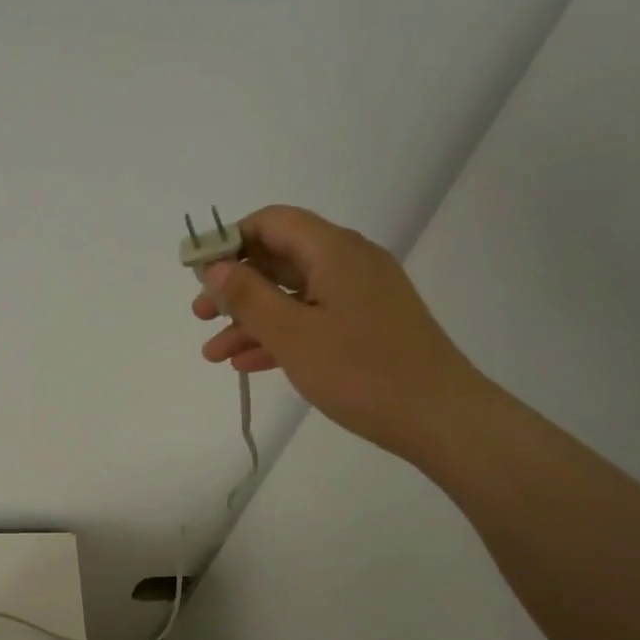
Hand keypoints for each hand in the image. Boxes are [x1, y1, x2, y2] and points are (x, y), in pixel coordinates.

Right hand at [194, 205, 481, 457]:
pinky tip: (248, 363)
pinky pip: (314, 318)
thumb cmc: (361, 371)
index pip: (272, 222)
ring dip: (252, 319)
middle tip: (200, 316)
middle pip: (280, 258)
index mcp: (333, 250)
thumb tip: (216, 267)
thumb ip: (249, 297)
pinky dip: (281, 335)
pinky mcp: (369, 326)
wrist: (440, 417)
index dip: (230, 241)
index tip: (199, 274)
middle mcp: (349, 262)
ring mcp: (361, 296)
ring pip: (294, 295)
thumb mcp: (293, 334)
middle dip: (235, 287)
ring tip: (214, 354)